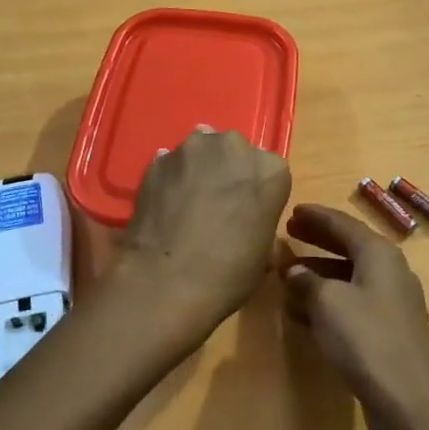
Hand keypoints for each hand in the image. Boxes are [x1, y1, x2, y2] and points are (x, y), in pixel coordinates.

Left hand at [116, 127, 291, 353]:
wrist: (166, 282)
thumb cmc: (228, 274)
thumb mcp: (263, 252)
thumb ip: (259, 220)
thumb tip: (244, 220)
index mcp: (270, 170)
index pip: (270, 170)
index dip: (257, 191)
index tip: (248, 210)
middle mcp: (234, 147)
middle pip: (235, 150)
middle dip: (228, 170)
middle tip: (218, 202)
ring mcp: (192, 150)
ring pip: (201, 149)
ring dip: (199, 167)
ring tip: (188, 200)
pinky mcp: (158, 160)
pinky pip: (171, 164)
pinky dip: (172, 177)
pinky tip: (166, 203)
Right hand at [283, 204, 428, 429]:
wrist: (407, 400)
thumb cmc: (365, 339)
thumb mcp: (328, 303)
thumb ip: (307, 281)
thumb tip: (294, 270)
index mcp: (380, 254)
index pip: (344, 224)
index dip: (316, 217)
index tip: (292, 211)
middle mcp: (391, 271)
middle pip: (350, 246)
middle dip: (318, 240)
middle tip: (289, 233)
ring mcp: (393, 303)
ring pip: (350, 276)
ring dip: (320, 273)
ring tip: (288, 274)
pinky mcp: (390, 330)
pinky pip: (354, 302)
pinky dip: (329, 300)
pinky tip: (304, 311)